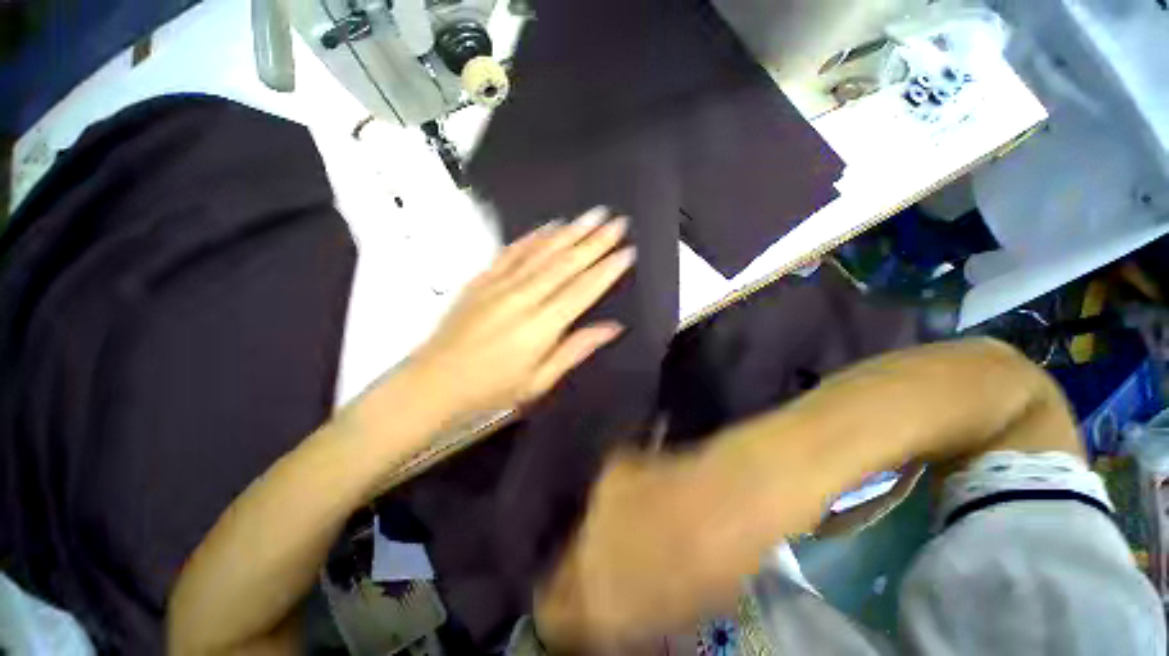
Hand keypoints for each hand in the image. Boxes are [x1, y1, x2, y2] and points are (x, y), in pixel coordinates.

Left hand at [407, 207, 633, 419]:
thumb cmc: (490, 389)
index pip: (582, 290)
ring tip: (593, 214)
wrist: (436, 380)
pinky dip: (533, 237)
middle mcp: (523, 298)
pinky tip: (550, 226)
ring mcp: (499, 285)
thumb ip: (574, 350)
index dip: (607, 269)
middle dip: (595, 240)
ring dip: (570, 231)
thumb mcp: (537, 382)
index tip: (628, 250)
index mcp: (541, 327)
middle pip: (565, 263)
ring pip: (541, 251)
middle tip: (618, 220)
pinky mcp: (481, 280)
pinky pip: (511, 252)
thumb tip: (613, 327)